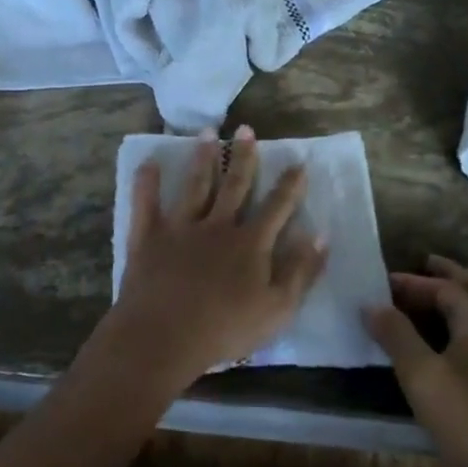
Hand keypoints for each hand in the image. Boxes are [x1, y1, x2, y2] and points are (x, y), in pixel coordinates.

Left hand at [110, 125, 327, 379]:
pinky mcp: (148, 237)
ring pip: (195, 186)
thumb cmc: (226, 329)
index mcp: (250, 243)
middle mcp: (217, 226)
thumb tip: (321, 235)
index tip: (299, 163)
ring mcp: (180, 228)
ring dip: (203, 158)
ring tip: (209, 133)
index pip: (277, 207)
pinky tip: (149, 163)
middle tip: (247, 129)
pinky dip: (147, 183)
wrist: (165, 336)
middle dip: (244, 157)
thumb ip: (301, 270)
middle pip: (235, 186)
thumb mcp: (278, 308)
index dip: (290, 185)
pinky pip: (146, 204)